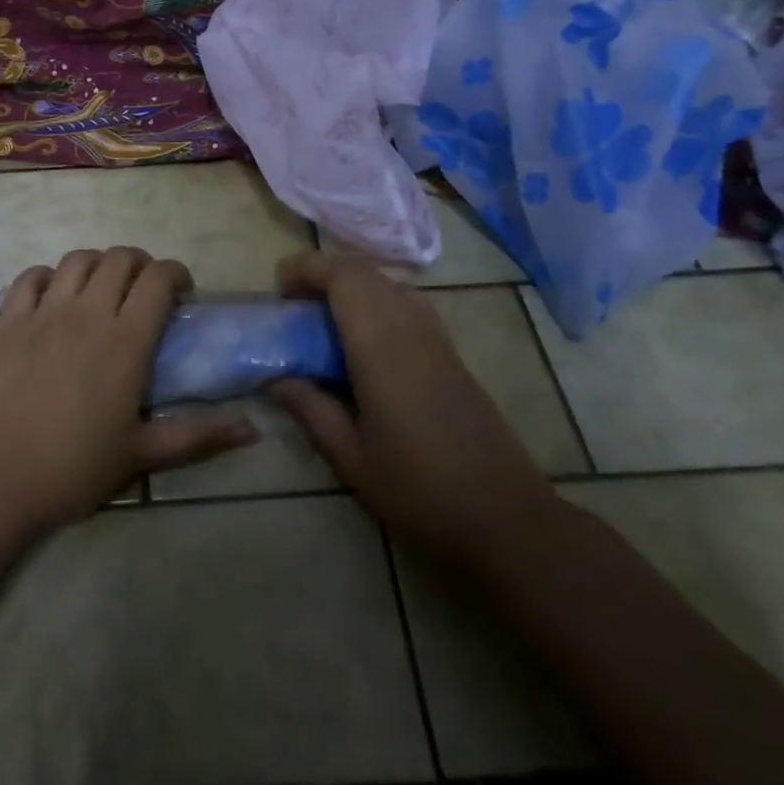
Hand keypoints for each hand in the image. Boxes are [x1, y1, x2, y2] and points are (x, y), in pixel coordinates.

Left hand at [0, 247, 258, 532]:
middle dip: (140, 263)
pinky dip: (48, 276)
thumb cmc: (74, 469)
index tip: (182, 292)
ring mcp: (44, 312)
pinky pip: (30, 278)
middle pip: (119, 259)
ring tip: (102, 287)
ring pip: (77, 260)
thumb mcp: (143, 455)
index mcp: (125, 340)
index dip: (175, 274)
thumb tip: (253, 430)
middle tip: (145, 289)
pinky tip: (53, 295)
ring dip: (97, 264)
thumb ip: (199, 436)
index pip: (158, 279)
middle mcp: (87, 313)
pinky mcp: (9, 322)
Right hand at [268, 251, 555, 554]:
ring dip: (351, 285)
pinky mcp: (450, 351)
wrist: (506, 516)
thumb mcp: (351, 457)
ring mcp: (435, 336)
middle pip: (365, 270)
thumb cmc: (419, 489)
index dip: (307, 268)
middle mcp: (410, 325)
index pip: (344, 276)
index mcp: (381, 345)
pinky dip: (376, 301)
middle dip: (324, 273)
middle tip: (295, 303)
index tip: (279, 288)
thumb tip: (277, 379)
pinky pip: (406, 302)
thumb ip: (310, 409)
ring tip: (324, 318)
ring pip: (388, 282)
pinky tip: (363, 342)